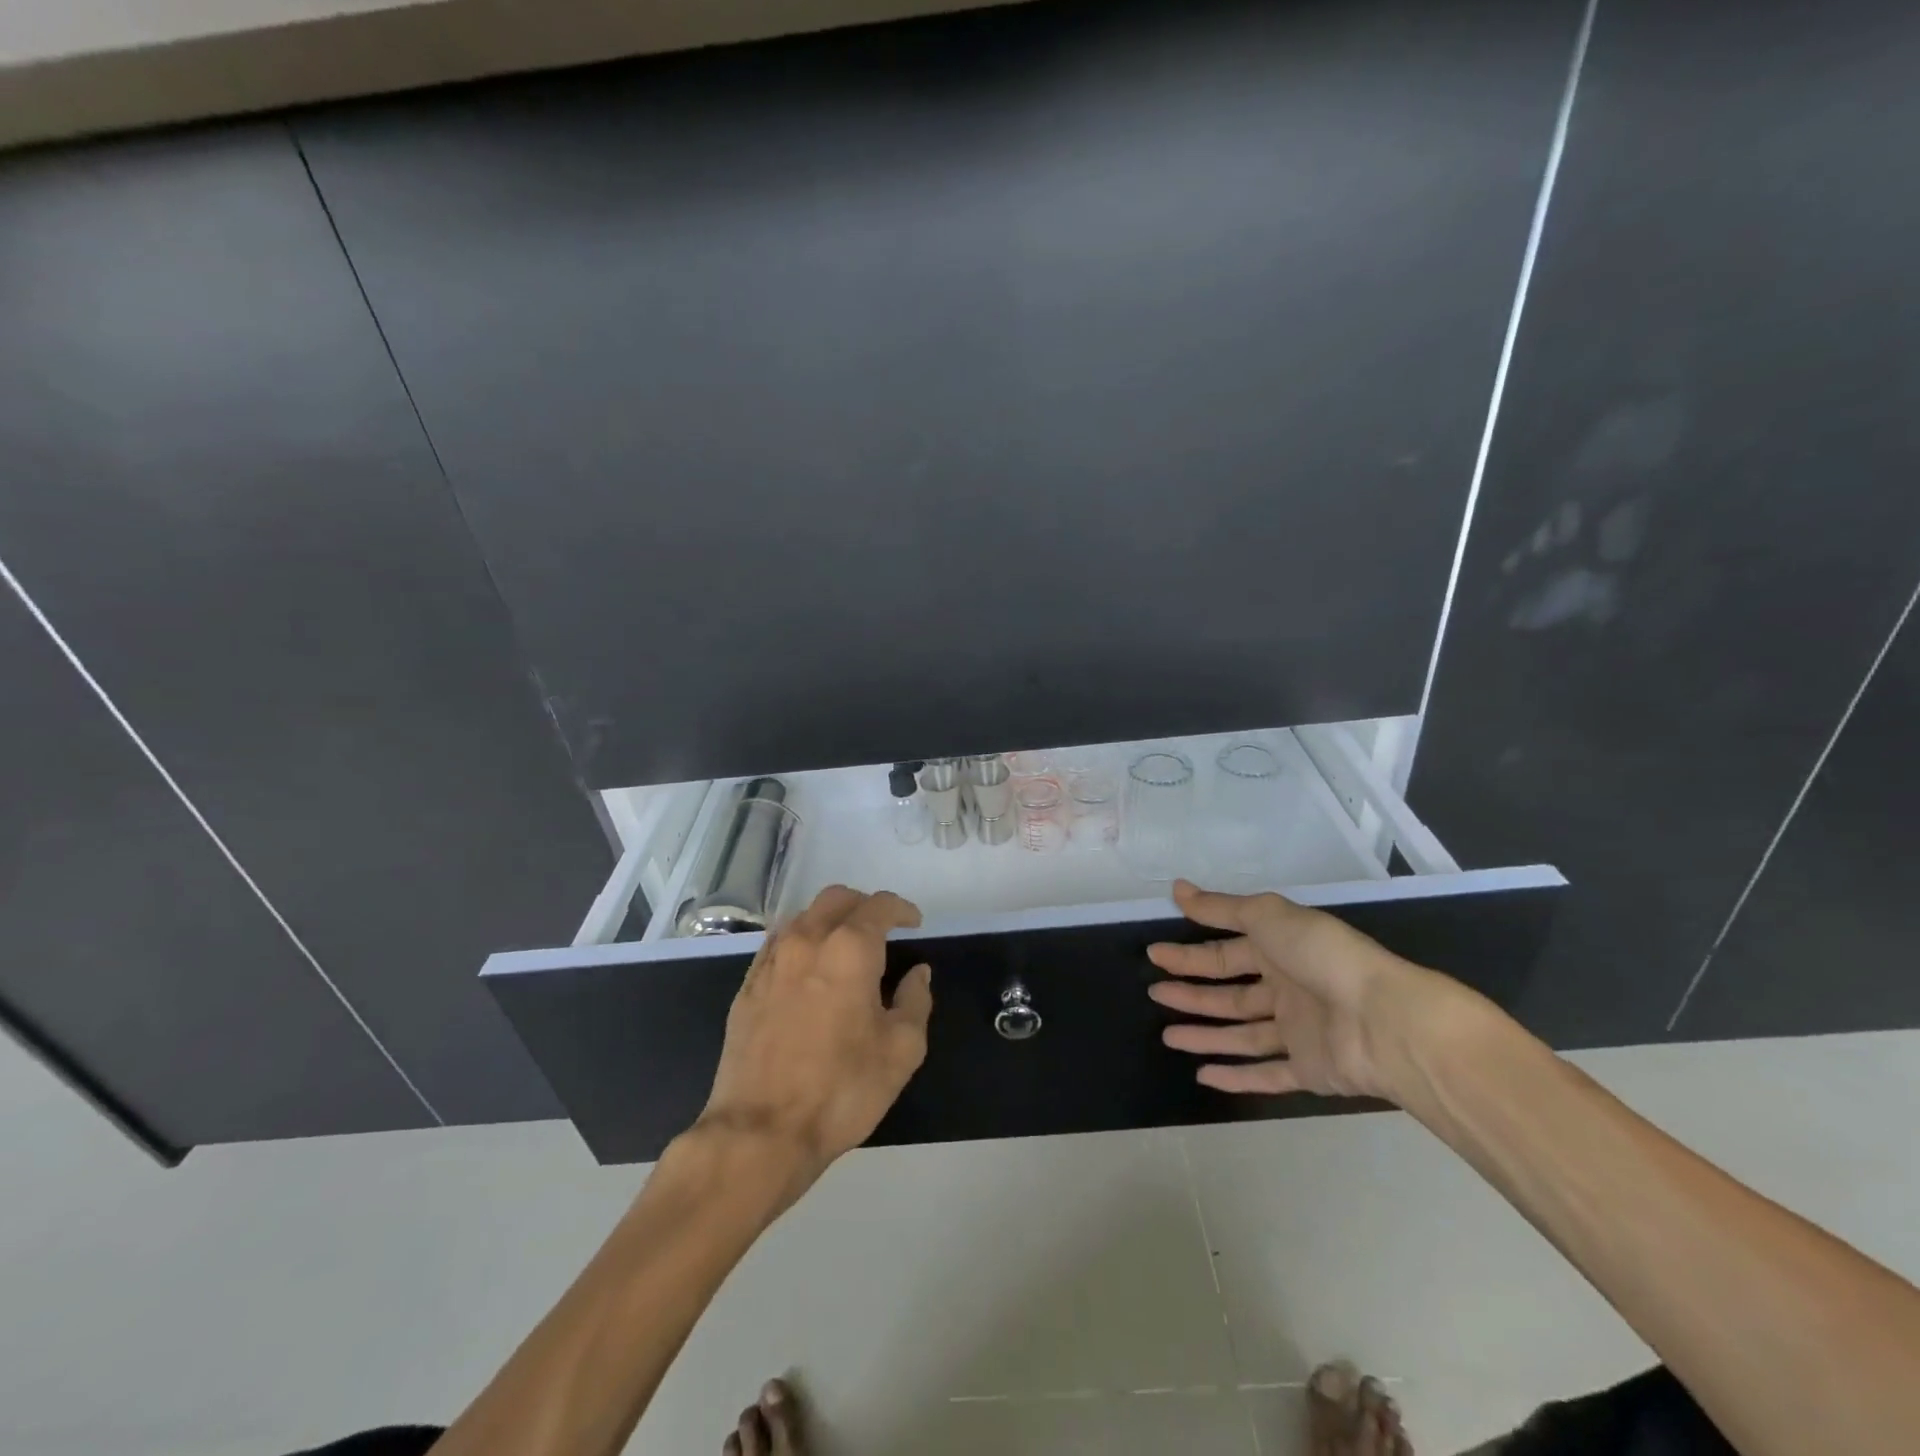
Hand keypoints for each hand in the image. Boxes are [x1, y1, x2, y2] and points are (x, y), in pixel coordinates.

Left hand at [697, 885, 932, 1191]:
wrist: (761, 1131)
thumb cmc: (842, 1089)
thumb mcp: (902, 1050)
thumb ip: (915, 1000)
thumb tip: (917, 973)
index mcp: (850, 949)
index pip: (879, 906)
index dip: (902, 909)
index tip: (915, 924)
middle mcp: (808, 941)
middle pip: (837, 898)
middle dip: (864, 906)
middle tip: (882, 930)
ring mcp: (772, 961)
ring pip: (804, 916)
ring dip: (830, 920)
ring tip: (845, 948)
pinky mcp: (747, 986)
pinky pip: (776, 943)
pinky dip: (799, 942)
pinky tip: (807, 969)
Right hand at [1147, 880, 1475, 1102]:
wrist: (1385, 1019)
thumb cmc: (1322, 956)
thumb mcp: (1267, 916)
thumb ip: (1221, 908)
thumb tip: (1177, 888)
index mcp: (1280, 950)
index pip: (1225, 952)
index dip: (1189, 954)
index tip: (1154, 954)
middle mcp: (1287, 988)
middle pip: (1229, 992)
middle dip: (1191, 992)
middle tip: (1154, 992)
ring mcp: (1298, 1032)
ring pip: (1241, 1034)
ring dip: (1204, 1034)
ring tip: (1166, 1036)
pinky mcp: (1309, 1071)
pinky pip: (1267, 1074)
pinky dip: (1236, 1077)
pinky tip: (1203, 1076)